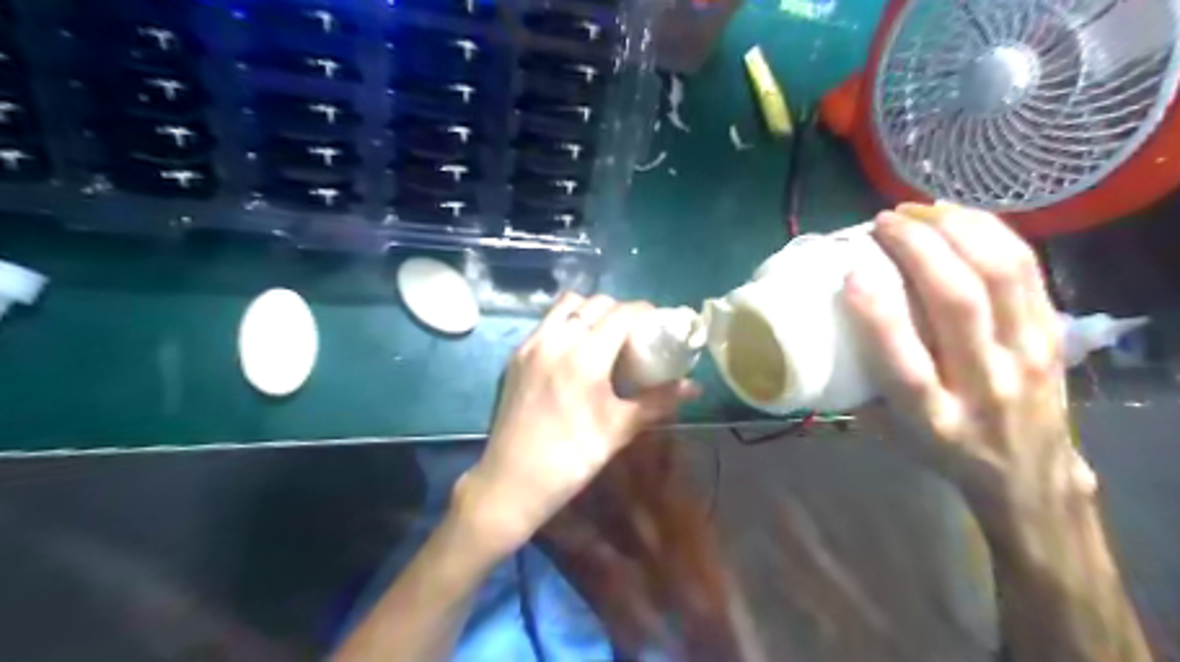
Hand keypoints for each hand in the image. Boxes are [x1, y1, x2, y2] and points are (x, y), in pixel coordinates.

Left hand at [453, 293, 698, 556]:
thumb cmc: (572, 458)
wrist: (512, 481)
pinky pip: (546, 322)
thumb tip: (694, 387)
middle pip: (594, 304)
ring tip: (603, 334)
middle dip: (619, 310)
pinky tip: (575, 349)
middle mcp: (555, 340)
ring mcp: (531, 345)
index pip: (620, 314)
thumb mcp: (619, 428)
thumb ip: (658, 402)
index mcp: (584, 357)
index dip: (644, 311)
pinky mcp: (515, 356)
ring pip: (565, 306)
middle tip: (634, 332)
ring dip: (589, 310)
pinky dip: (566, 322)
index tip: (658, 321)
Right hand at [844, 201, 1091, 552]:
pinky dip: (992, 233)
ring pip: (1000, 276)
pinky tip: (960, 217)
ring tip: (920, 209)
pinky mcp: (1051, 333)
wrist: (1029, 475)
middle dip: (918, 248)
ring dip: (956, 230)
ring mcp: (1026, 355)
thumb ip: (858, 385)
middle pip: (957, 303)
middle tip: (884, 222)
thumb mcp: (890, 432)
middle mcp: (983, 384)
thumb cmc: (942, 449)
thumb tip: (825, 328)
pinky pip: (1026, 269)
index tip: (850, 272)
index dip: (876, 314)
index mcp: (931, 416)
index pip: (904, 363)